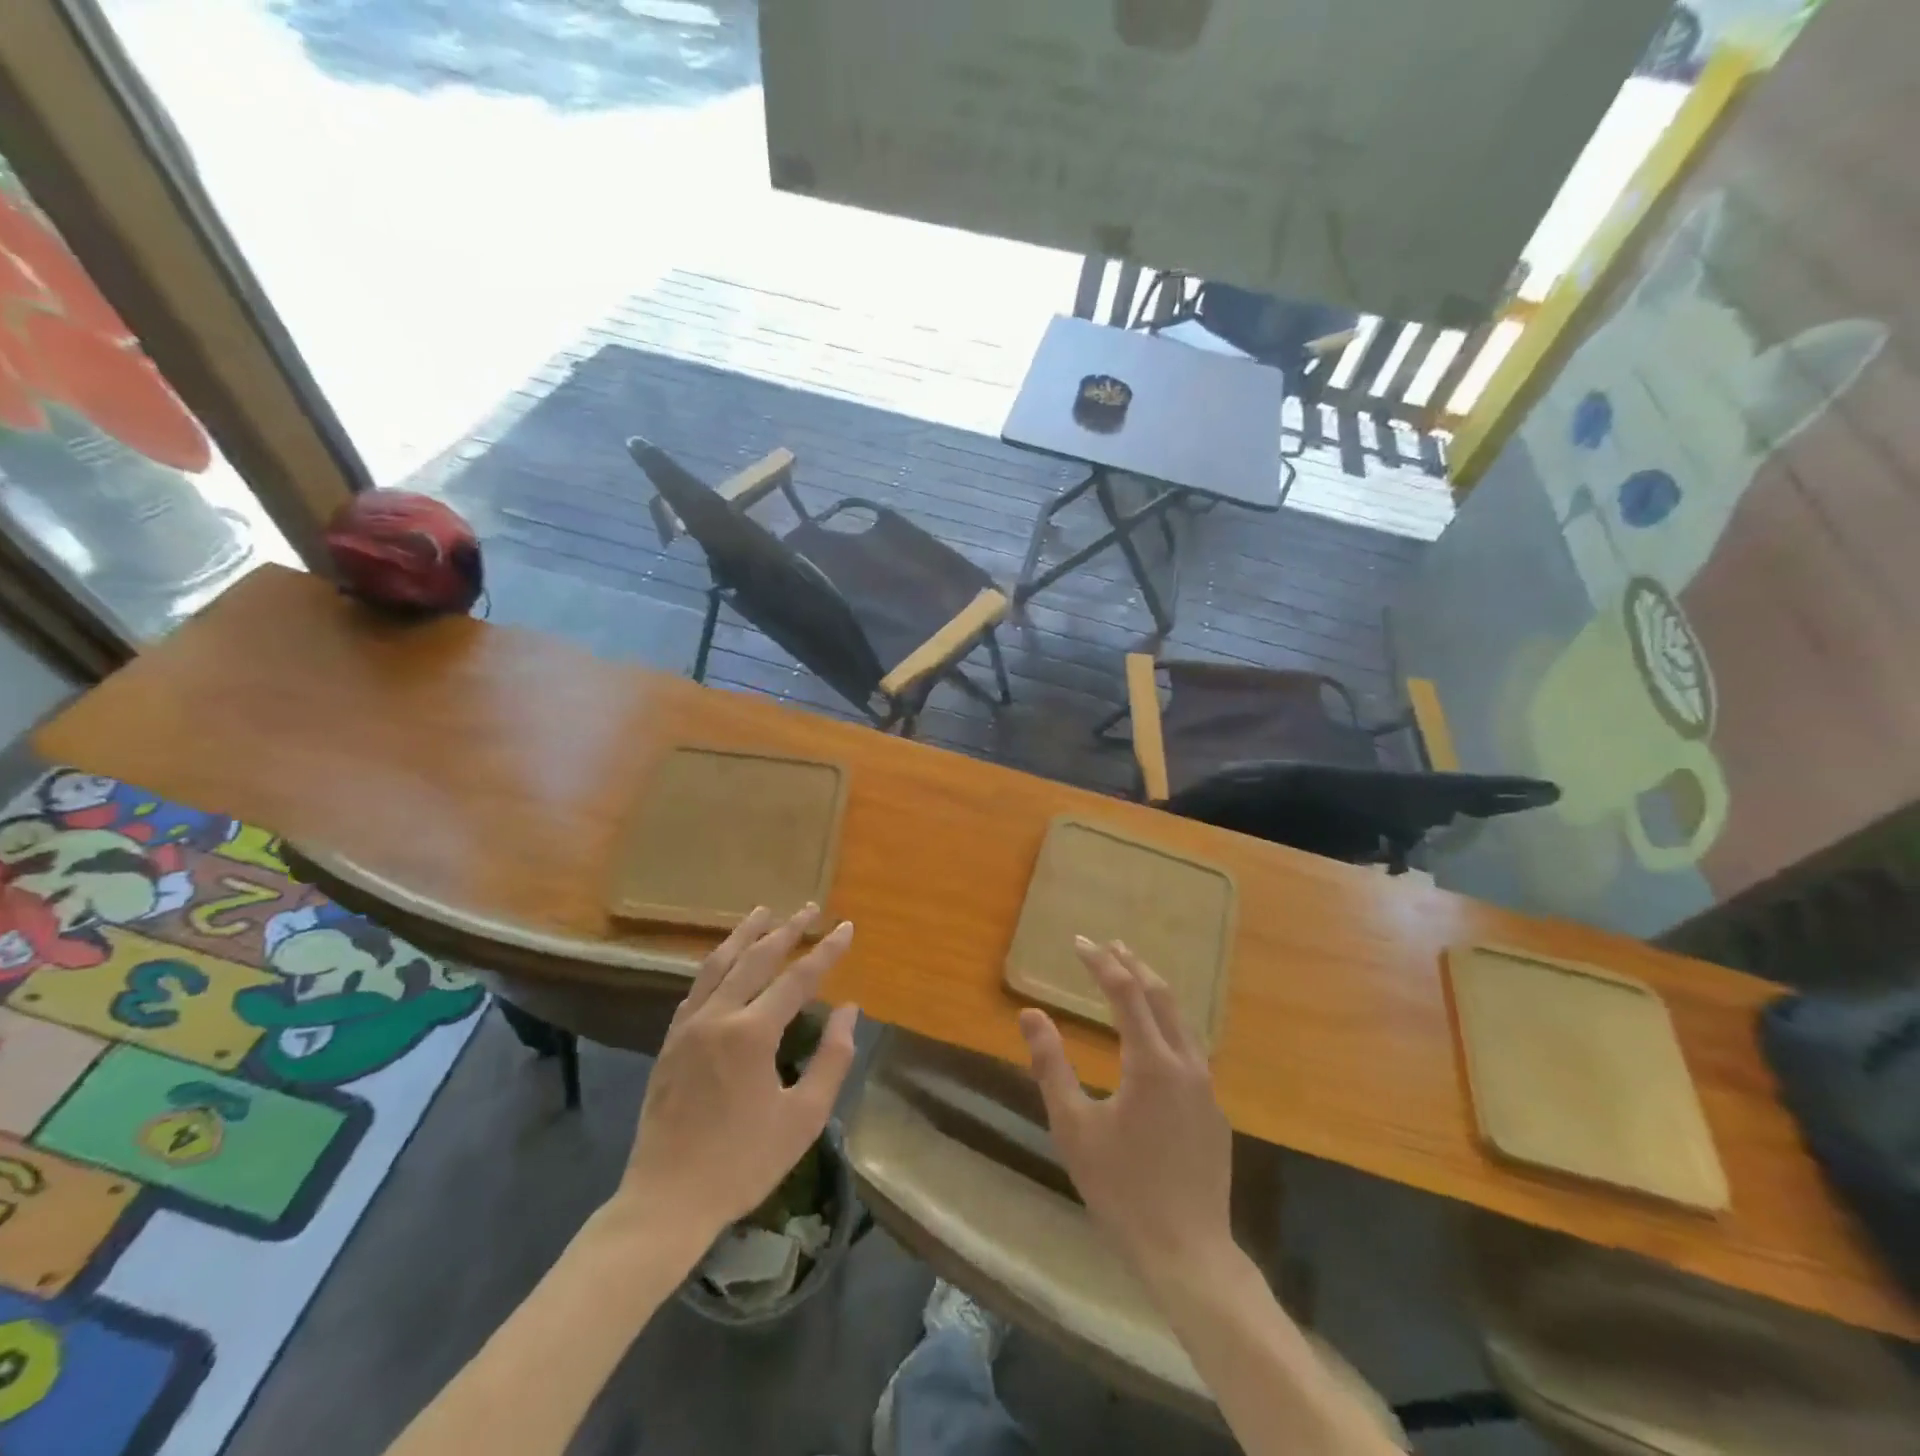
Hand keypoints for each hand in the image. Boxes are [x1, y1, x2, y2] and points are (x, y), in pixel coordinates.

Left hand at [608, 905, 858, 1254]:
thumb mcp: (803, 1117)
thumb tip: (849, 1011)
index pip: (798, 978)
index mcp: (751, 1034)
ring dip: (745, 934)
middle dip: (787, 929)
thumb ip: (832, 1059)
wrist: (666, 1201)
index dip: (826, 951)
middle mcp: (717, 1017)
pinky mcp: (670, 1042)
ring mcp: (688, 1027)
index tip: (845, 927)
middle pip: (756, 959)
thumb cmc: (743, 1163)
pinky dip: (718, 964)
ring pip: (719, 964)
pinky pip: (697, 987)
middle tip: (811, 908)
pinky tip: (726, 960)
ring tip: (765, 912)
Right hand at [1020, 938, 1233, 1283]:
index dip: (1101, 962)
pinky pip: (1190, 1050)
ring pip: (1181, 1021)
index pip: (1124, 992)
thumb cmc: (1121, 1188)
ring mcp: (1206, 1087)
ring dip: (1154, 993)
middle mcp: (1185, 1063)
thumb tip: (1030, 1014)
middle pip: (1161, 996)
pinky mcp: (1214, 1111)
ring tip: (1132, 978)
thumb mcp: (1073, 1126)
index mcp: (1150, 1062)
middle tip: (1110, 945)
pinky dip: (1167, 1025)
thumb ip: (1051, 1065)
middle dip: (1133, 965)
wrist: (1188, 1252)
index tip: (1079, 941)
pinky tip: (1155, 1039)